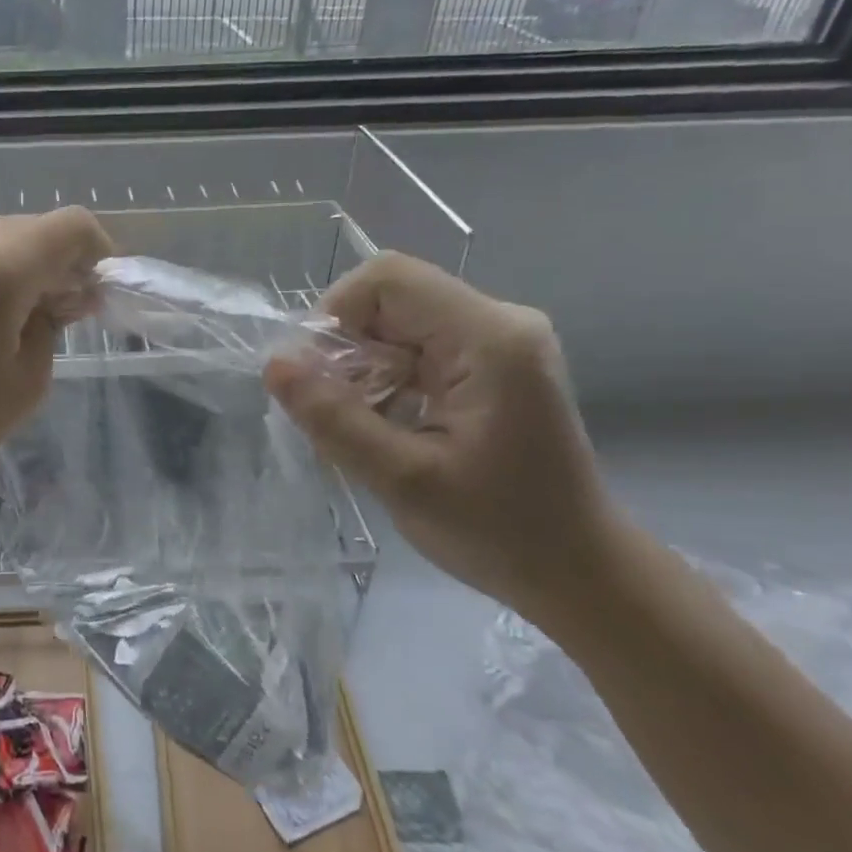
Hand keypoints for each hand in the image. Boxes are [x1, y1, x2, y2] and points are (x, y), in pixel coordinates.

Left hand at [0, 208, 113, 497]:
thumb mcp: (29, 377)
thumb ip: (54, 322)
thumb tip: (67, 294)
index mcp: (1, 266)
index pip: (71, 225)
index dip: (97, 250)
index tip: (98, 290)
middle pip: (36, 226)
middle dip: (63, 259)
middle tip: (69, 310)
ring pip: (3, 231)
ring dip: (28, 259)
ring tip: (30, 309)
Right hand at [264, 252, 613, 622]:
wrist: (578, 572)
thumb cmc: (499, 531)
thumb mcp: (403, 480)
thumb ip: (334, 419)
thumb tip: (274, 365)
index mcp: (489, 339)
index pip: (388, 279)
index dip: (335, 314)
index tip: (315, 377)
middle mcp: (498, 323)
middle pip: (390, 299)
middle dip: (346, 350)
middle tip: (333, 412)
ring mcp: (498, 343)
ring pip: (396, 324)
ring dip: (362, 369)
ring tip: (359, 427)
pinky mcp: (491, 365)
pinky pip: (415, 348)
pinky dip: (385, 380)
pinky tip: (386, 426)